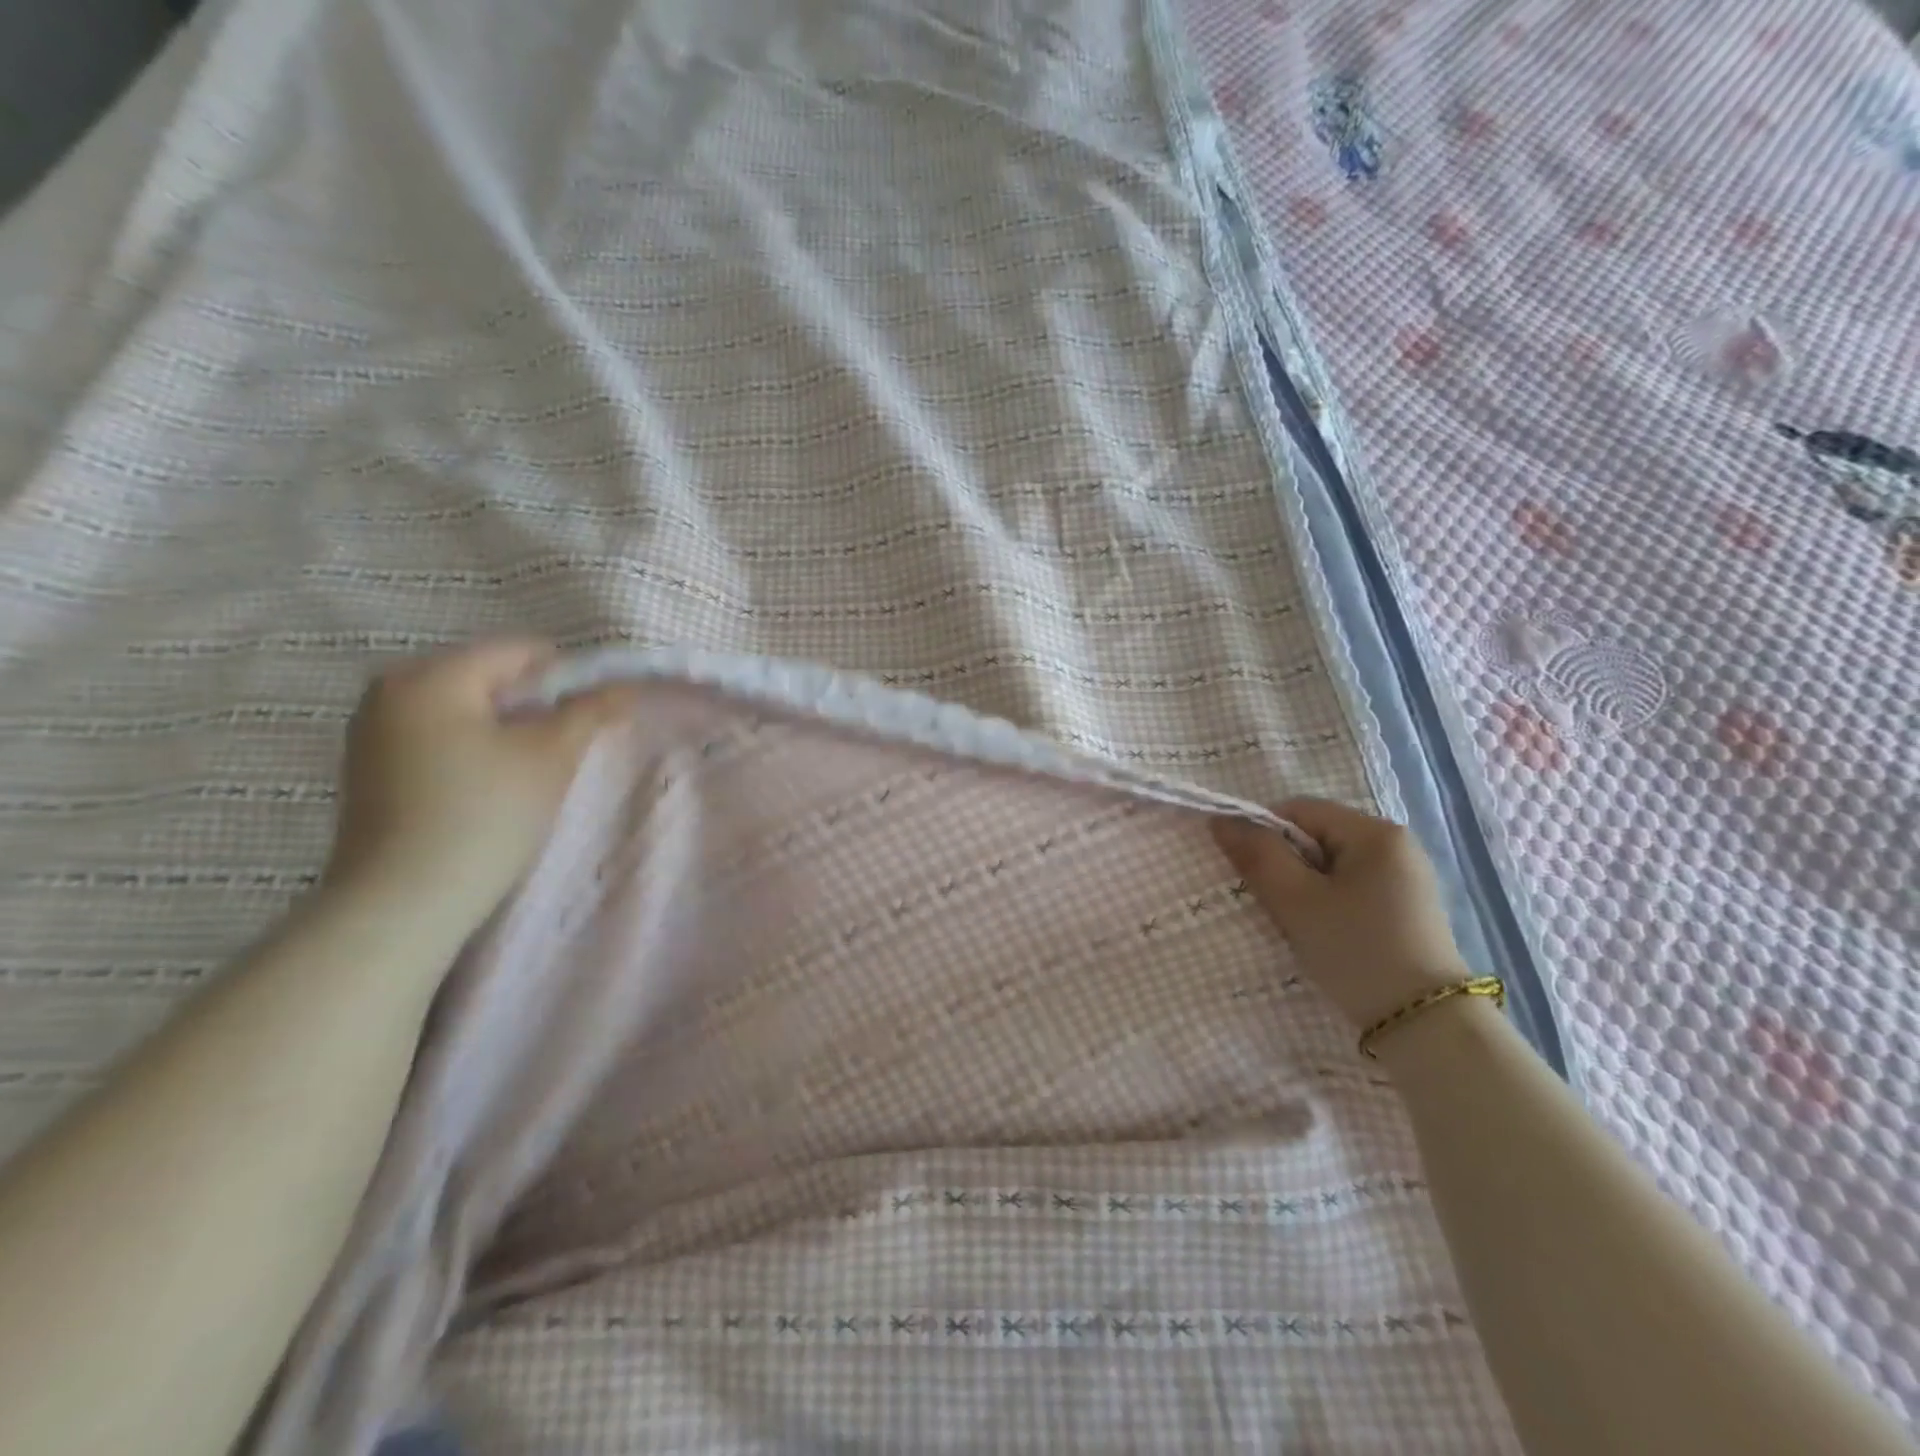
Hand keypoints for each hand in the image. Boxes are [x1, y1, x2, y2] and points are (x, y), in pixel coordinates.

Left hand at [322, 640, 637, 926]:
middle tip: (566, 743)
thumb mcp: (551, 757)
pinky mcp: (370, 768)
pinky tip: (492, 784)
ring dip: (506, 726)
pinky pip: (438, 735)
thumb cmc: (485, 815)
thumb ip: (590, 712)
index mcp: (432, 675)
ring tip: (532, 767)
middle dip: (535, 702)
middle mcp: (391, 690)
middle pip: (489, 675)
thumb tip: (623, 686)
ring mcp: (372, 730)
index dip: (569, 675)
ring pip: (464, 708)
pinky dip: (474, 746)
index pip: (519, 650)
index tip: (595, 713)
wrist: (404, 903)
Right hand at [1212, 798, 1469, 1029]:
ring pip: (1330, 865)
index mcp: (1375, 832)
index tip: (1250, 873)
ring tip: (1298, 923)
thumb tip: (1220, 820)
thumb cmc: (1356, 951)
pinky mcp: (1407, 908)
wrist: (1426, 1027)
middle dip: (1285, 864)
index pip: (1298, 810)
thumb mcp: (1296, 901)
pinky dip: (1327, 902)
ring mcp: (1405, 877)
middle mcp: (1396, 844)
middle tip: (1273, 903)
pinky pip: (1350, 887)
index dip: (1264, 834)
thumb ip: (1257, 855)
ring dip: (1303, 886)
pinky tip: (1325, 934)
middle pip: (1315, 836)